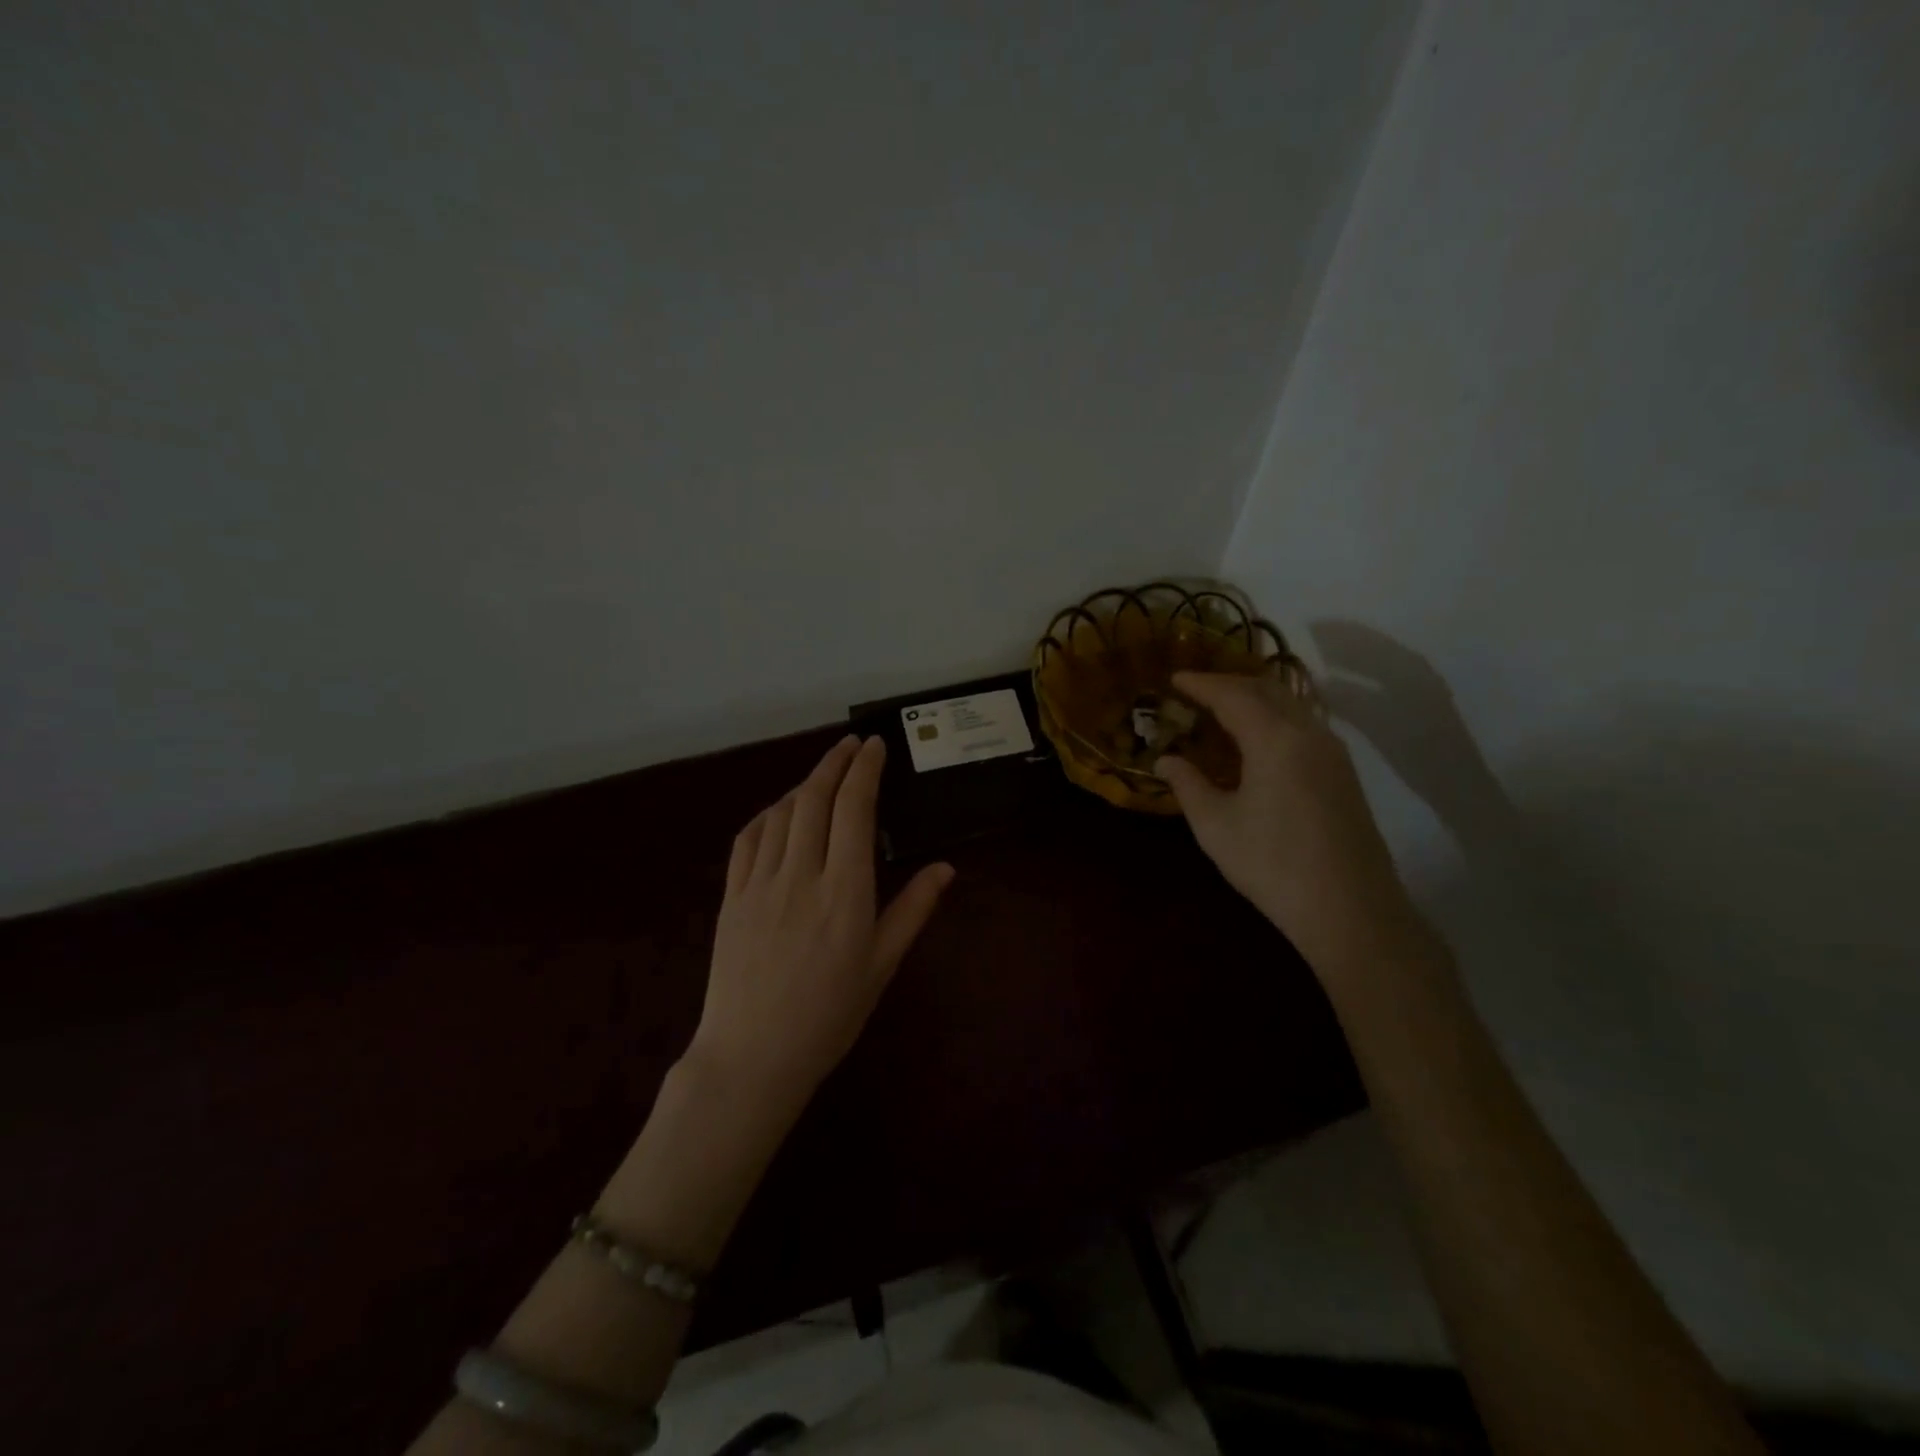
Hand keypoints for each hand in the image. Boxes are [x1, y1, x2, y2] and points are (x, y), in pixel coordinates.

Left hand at [688, 735, 954, 1118]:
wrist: (753, 1057)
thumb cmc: (829, 1016)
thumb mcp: (881, 965)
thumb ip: (912, 910)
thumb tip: (945, 867)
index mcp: (845, 891)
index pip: (854, 809)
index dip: (865, 770)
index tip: (875, 746)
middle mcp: (801, 874)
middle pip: (815, 798)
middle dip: (835, 762)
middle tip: (852, 745)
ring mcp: (760, 883)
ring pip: (781, 812)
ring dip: (804, 783)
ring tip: (823, 772)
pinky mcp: (731, 896)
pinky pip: (748, 838)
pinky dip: (768, 813)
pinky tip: (780, 811)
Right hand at [1157, 671, 1412, 975]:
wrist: (1350, 909)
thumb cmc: (1272, 864)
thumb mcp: (1215, 826)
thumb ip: (1187, 785)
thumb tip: (1165, 760)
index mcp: (1274, 739)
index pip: (1232, 695)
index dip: (1201, 684)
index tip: (1173, 678)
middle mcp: (1309, 733)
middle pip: (1267, 689)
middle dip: (1229, 683)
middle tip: (1196, 690)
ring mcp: (1333, 752)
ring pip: (1291, 705)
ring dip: (1254, 699)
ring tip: (1223, 710)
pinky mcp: (1344, 774)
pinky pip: (1303, 725)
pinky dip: (1274, 718)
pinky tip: (1257, 741)